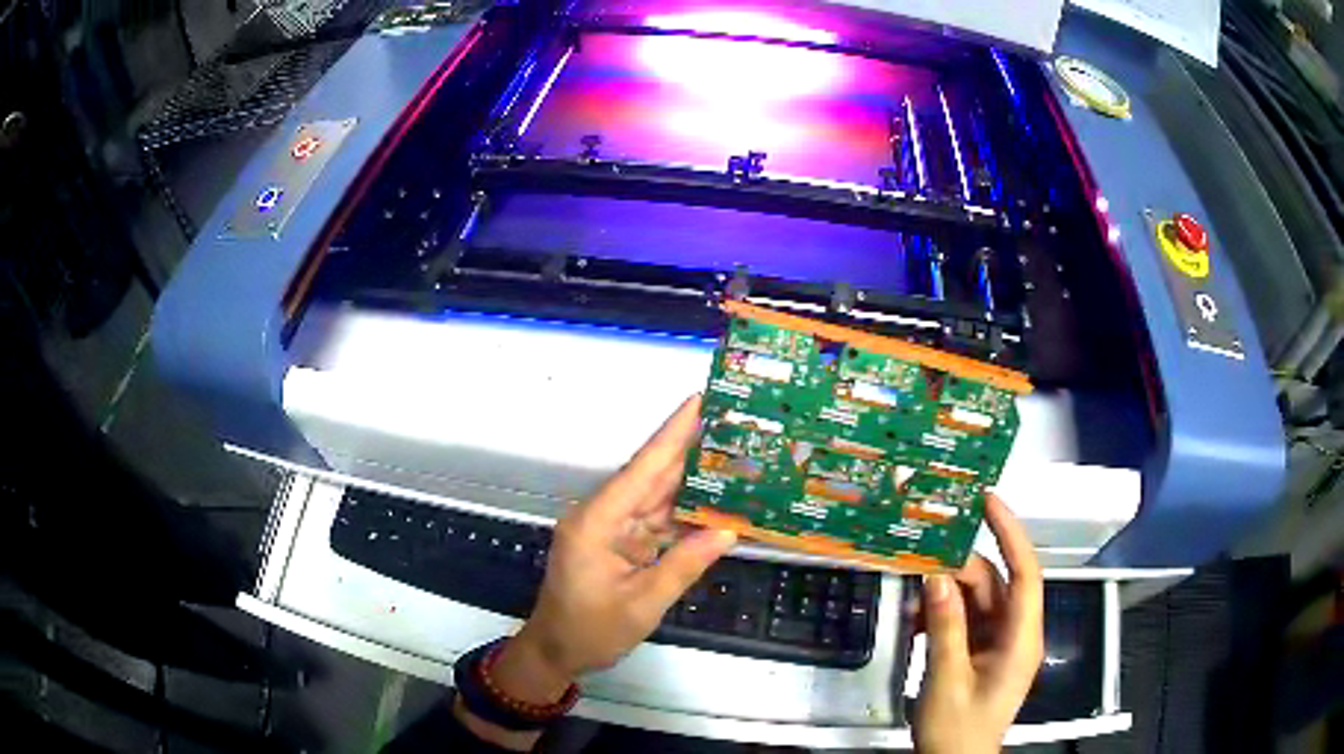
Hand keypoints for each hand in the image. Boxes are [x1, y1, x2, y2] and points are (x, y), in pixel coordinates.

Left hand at [497, 395, 736, 692]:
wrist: (556, 652)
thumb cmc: (590, 631)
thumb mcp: (642, 604)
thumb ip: (684, 566)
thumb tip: (727, 531)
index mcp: (597, 522)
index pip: (642, 469)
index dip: (672, 433)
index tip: (698, 399)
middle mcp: (602, 515)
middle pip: (651, 477)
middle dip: (689, 449)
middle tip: (731, 423)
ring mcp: (610, 529)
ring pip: (656, 497)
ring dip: (691, 481)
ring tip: (732, 457)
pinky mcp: (618, 544)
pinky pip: (655, 521)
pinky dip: (683, 515)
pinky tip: (714, 504)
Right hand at [913, 493, 1044, 753]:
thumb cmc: (958, 729)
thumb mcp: (947, 679)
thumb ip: (946, 627)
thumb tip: (936, 577)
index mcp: (1021, 638)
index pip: (1025, 573)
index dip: (1010, 532)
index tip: (987, 500)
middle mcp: (1015, 634)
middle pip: (993, 585)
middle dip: (959, 570)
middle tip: (921, 555)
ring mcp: (998, 644)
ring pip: (975, 602)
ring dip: (945, 596)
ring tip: (911, 590)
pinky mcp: (981, 654)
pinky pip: (964, 622)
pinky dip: (941, 617)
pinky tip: (916, 621)